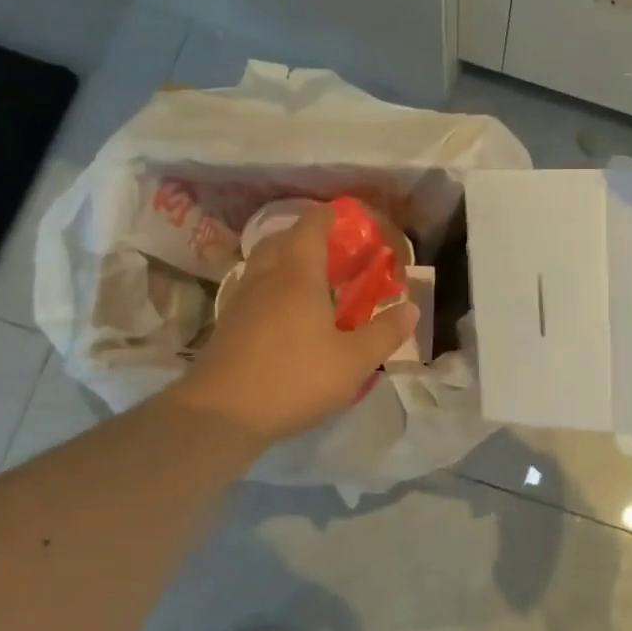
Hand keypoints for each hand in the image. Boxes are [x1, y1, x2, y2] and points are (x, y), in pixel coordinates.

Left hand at [171, 205, 418, 444]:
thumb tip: (412, 308)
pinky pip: (254, 289)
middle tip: (332, 250)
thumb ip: (385, 333)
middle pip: (282, 240)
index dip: (329, 216)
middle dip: (306, 236)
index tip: (347, 217)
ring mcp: (242, 300)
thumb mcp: (354, 362)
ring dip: (286, 261)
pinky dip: (272, 287)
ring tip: (312, 281)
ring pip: (263, 264)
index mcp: (298, 275)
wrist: (220, 414)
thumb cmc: (294, 379)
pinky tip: (287, 315)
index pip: (311, 227)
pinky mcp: (228, 325)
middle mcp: (266, 278)